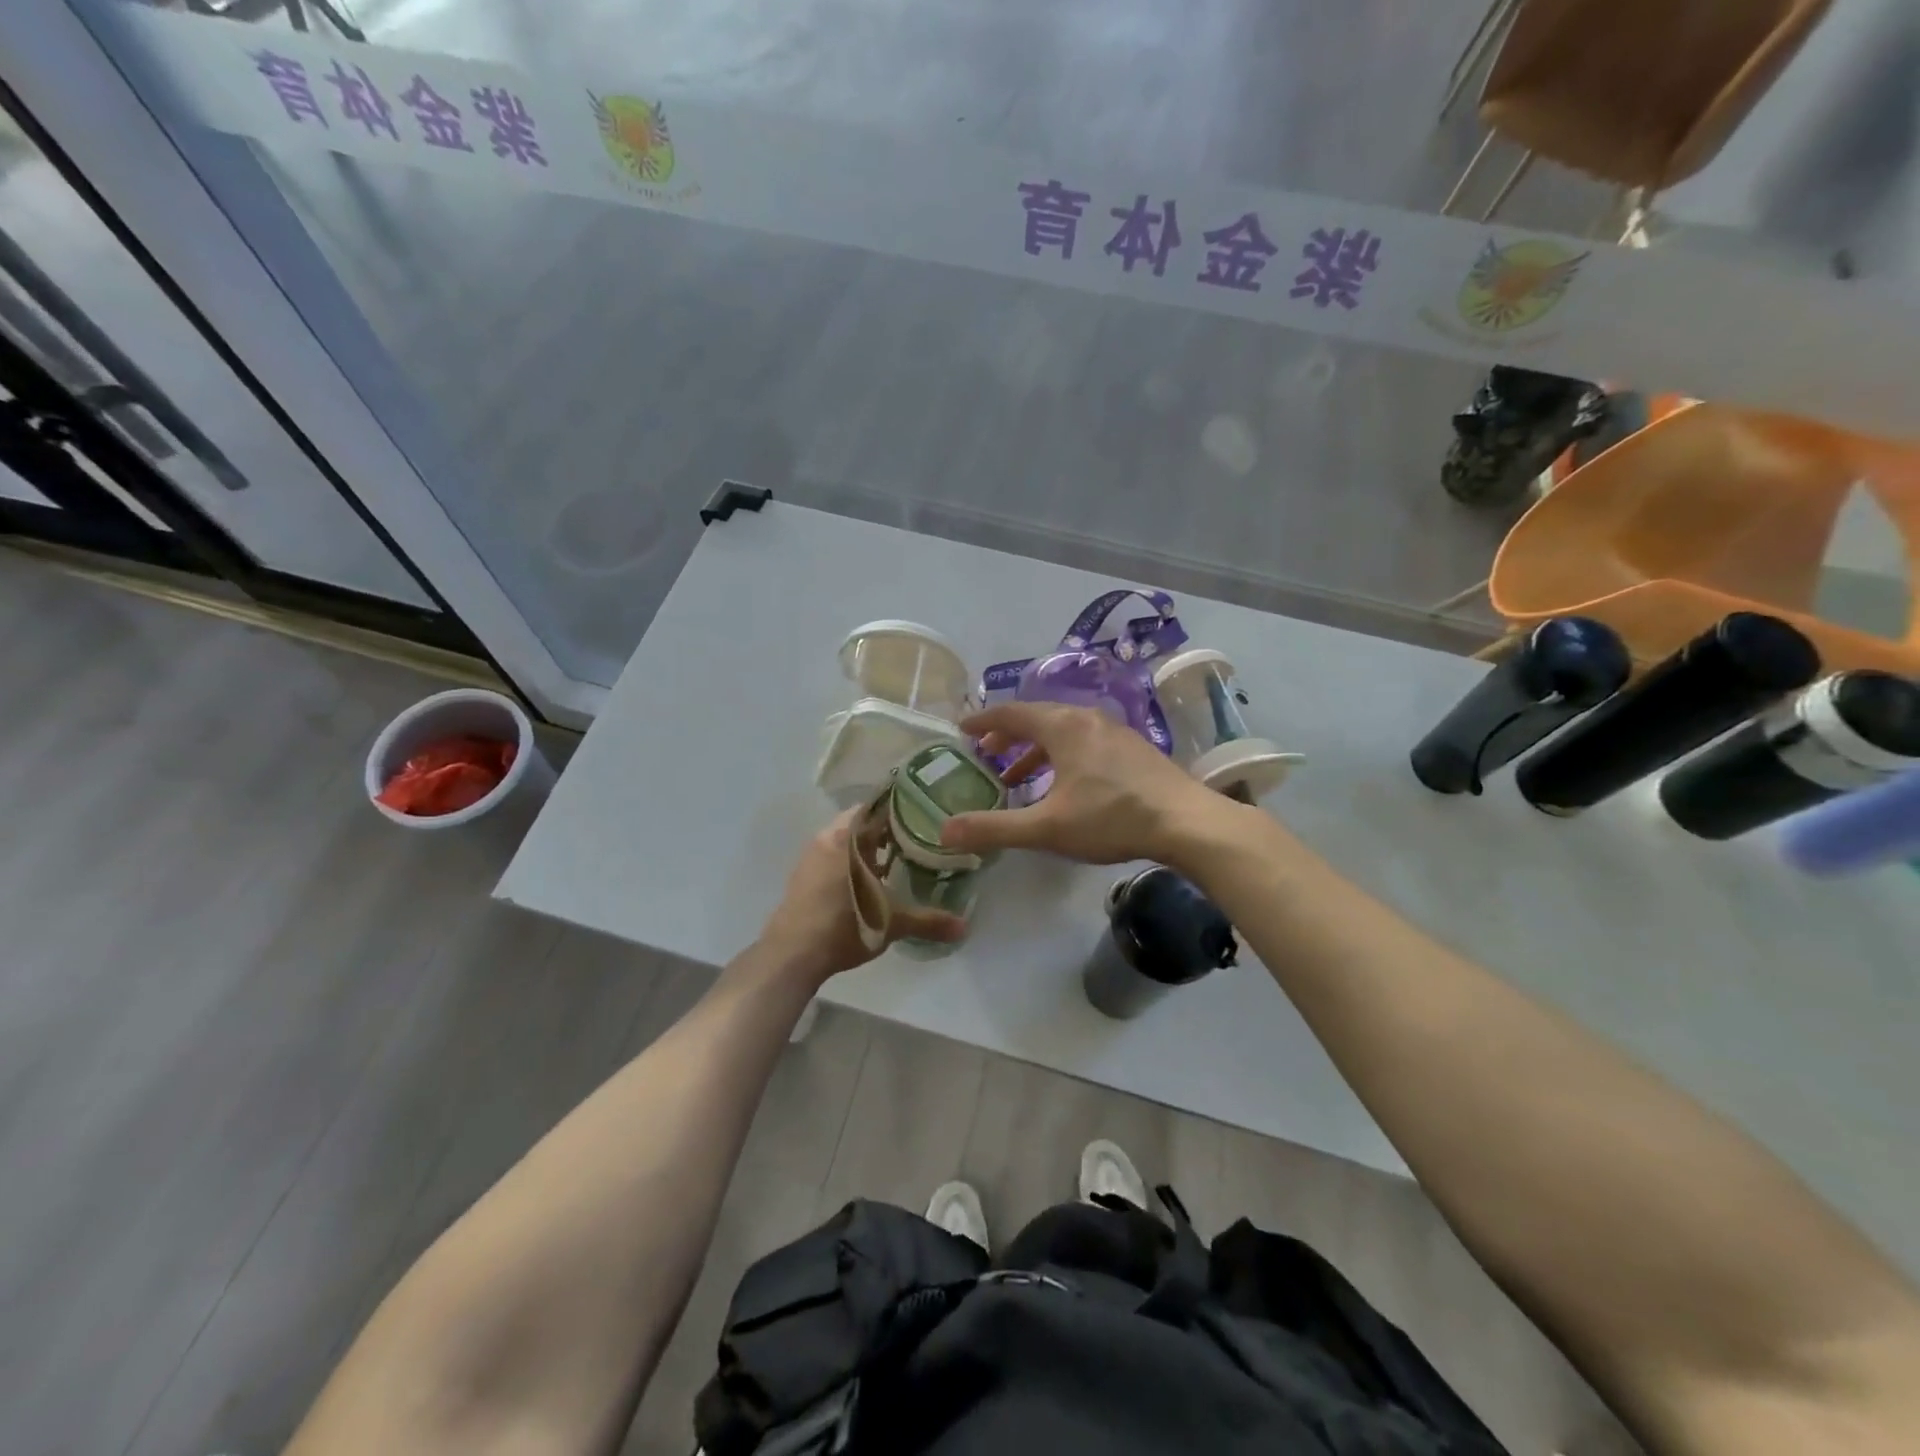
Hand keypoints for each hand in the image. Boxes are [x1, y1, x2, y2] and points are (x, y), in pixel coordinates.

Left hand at [756, 809, 965, 984]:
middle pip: (862, 823)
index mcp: (846, 836)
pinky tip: (872, 881)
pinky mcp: (803, 878)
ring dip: (869, 847)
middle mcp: (827, 838)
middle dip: (888, 829)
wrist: (792, 956)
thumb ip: (928, 921)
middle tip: (920, 837)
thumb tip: (965, 927)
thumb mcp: (891, 923)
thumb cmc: (843, 926)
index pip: (875, 806)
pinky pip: (835, 857)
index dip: (900, 807)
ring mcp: (811, 858)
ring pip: (847, 841)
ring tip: (900, 859)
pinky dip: (853, 862)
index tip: (925, 811)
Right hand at [940, 702, 1224, 865]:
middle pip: (1037, 718)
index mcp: (1062, 726)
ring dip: (1035, 750)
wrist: (1186, 822)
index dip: (983, 720)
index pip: (1011, 713)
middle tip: (985, 753)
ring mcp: (1114, 731)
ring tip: (1017, 777)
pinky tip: (1064, 786)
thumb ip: (994, 828)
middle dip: (1008, 736)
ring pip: (1063, 731)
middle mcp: (1087, 719)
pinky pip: (1084, 742)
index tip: (961, 728)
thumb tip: (944, 831)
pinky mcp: (1133, 749)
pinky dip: (1061, 756)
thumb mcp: (1047, 827)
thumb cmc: (1111, 817)